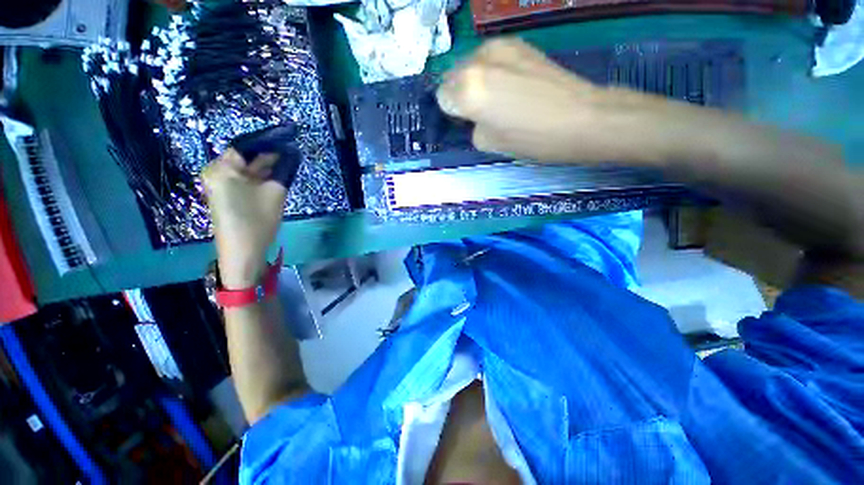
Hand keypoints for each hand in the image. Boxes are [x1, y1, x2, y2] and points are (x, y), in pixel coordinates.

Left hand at [201, 149, 286, 288]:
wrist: (243, 252)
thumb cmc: (257, 221)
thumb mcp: (276, 193)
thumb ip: (284, 171)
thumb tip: (293, 154)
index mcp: (222, 168)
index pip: (247, 146)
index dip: (269, 141)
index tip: (288, 137)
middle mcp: (216, 172)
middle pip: (245, 156)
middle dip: (268, 154)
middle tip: (291, 150)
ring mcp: (219, 184)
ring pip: (246, 168)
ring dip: (266, 166)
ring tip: (288, 161)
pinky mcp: (225, 194)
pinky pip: (244, 179)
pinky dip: (259, 176)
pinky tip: (276, 174)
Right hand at [436, 38, 688, 164]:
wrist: (581, 117)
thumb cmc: (532, 139)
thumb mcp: (490, 144)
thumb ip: (472, 126)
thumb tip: (473, 115)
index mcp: (468, 90)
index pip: (442, 97)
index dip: (453, 112)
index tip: (467, 121)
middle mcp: (477, 60)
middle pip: (452, 76)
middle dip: (460, 93)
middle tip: (480, 111)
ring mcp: (498, 46)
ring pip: (469, 64)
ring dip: (474, 81)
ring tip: (496, 97)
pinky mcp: (517, 42)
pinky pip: (489, 58)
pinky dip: (490, 71)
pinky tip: (510, 84)